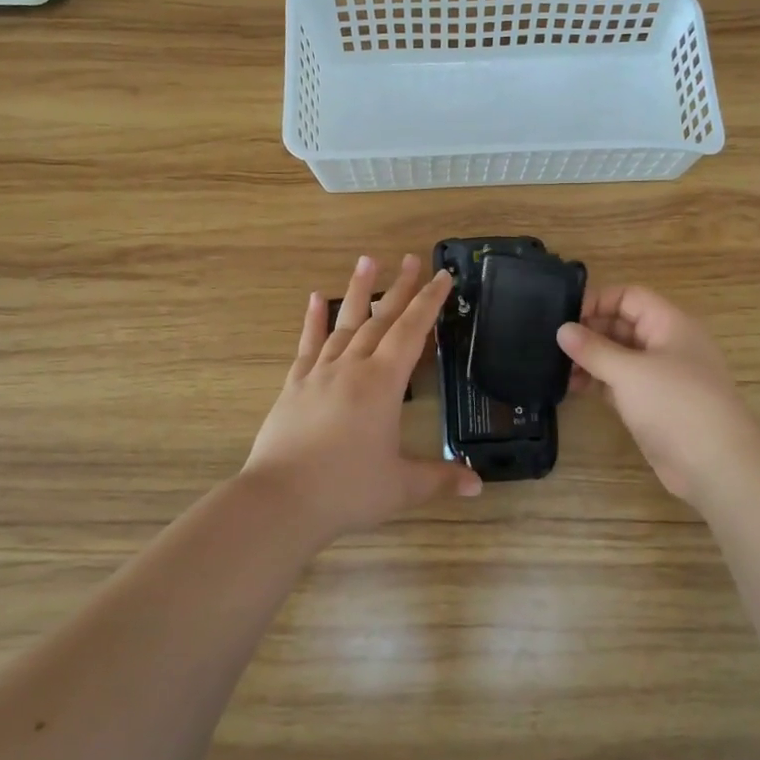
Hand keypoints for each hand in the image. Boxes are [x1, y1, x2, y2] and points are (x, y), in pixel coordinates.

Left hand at [244, 254, 481, 540]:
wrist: (281, 500)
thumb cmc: (347, 490)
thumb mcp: (402, 486)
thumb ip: (440, 479)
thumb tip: (479, 487)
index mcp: (382, 384)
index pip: (412, 332)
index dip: (430, 302)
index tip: (442, 275)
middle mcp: (352, 368)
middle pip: (380, 319)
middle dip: (400, 288)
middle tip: (411, 259)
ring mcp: (319, 374)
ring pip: (344, 324)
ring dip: (358, 292)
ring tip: (367, 260)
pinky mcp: (294, 386)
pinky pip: (308, 345)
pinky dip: (313, 321)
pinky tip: (316, 298)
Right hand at [557, 284, 759, 506]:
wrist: (717, 465)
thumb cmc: (676, 405)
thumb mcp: (629, 372)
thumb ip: (593, 349)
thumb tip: (562, 329)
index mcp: (669, 324)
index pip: (629, 297)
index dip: (597, 301)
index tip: (563, 316)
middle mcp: (665, 344)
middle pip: (622, 325)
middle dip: (589, 332)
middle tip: (551, 343)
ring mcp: (659, 376)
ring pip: (618, 356)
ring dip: (590, 359)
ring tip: (556, 369)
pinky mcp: (652, 404)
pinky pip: (619, 383)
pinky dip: (597, 382)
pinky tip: (571, 387)